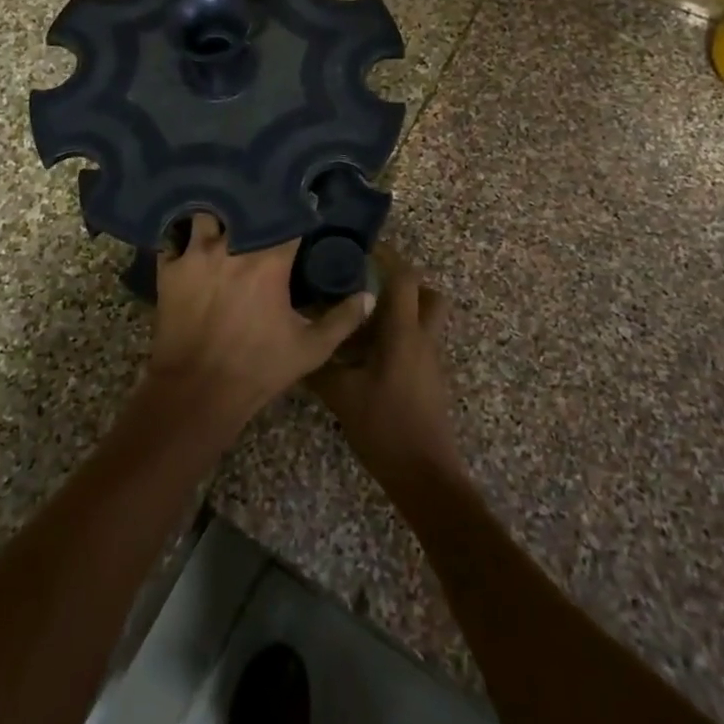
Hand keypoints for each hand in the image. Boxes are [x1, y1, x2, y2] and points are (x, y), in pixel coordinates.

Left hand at [145, 214, 371, 437]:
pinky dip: (182, 234)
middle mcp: (232, 246)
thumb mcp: (310, 349)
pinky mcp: (170, 269)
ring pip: (206, 213)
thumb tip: (368, 295)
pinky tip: (190, 233)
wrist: (197, 393)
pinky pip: (173, 237)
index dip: (298, 208)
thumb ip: (343, 319)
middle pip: (244, 205)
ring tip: (225, 211)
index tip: (305, 201)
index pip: (288, 217)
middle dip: (256, 200)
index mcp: (269, 261)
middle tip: (263, 199)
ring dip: (217, 212)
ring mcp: (196, 254)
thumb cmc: (257, 369)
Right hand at [309, 244, 463, 484]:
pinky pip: (415, 343)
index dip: (387, 256)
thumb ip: (318, 367)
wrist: (425, 476)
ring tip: (358, 319)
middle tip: (367, 283)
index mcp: (404, 332)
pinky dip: (395, 337)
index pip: (405, 277)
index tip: (362, 247)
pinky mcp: (428, 380)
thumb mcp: (342, 395)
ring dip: (397, 311)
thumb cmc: (385, 427)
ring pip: (422, 319)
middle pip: (426, 294)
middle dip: (401, 282)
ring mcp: (429, 360)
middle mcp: (422, 338)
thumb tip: (293, 345)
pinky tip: (364, 355)